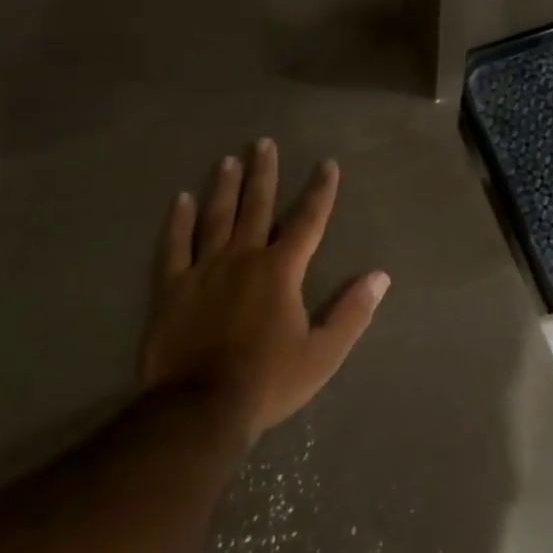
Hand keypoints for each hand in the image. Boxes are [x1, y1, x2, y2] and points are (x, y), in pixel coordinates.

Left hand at [139, 140, 388, 445]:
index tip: (327, 164)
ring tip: (229, 160)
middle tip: (264, 143)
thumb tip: (380, 276)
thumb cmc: (268, 381)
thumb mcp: (322, 354)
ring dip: (225, 186)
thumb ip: (352, 312)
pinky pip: (175, 246)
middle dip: (263, 173)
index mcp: (281, 270)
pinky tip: (181, 199)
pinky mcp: (171, 287)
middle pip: (257, 206)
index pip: (308, 221)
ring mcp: (204, 269)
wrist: (199, 408)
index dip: (320, 191)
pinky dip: (178, 221)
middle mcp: (244, 257)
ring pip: (216, 217)